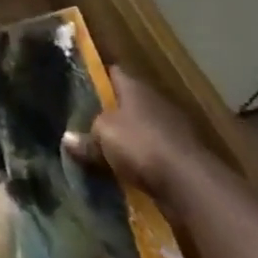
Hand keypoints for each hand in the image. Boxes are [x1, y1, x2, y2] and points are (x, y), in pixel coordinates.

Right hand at [62, 67, 205, 201]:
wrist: (190, 184)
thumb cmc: (140, 144)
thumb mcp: (102, 137)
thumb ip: (84, 138)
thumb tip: (67, 139)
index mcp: (135, 87)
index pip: (113, 72)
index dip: (96, 78)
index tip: (79, 85)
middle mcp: (155, 102)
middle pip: (127, 101)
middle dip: (110, 111)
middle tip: (85, 120)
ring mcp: (172, 129)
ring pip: (141, 128)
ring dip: (128, 138)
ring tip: (103, 148)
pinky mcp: (183, 157)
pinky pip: (154, 154)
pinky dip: (142, 161)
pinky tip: (125, 170)